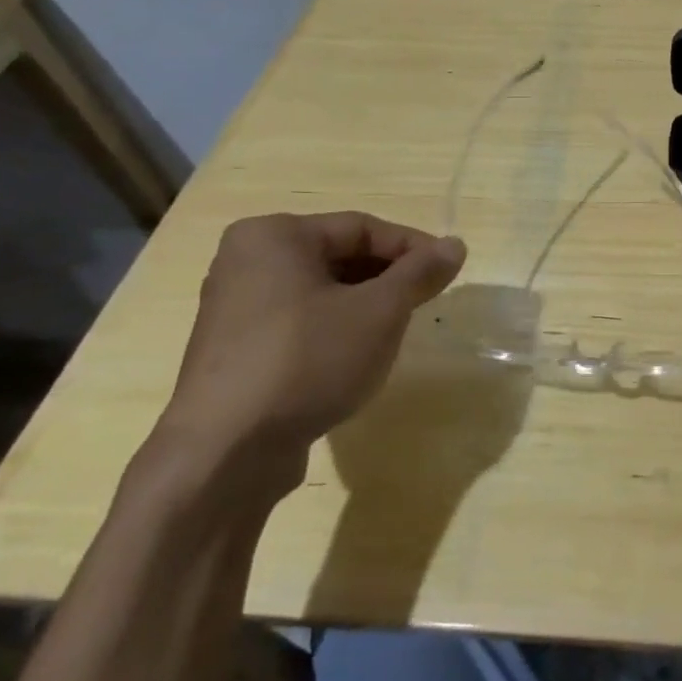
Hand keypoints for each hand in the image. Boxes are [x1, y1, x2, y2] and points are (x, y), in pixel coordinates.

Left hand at [156, 212, 465, 497]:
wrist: (225, 452)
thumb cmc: (307, 361)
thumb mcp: (379, 312)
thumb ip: (419, 273)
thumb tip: (456, 245)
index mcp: (274, 236)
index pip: (362, 228)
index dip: (413, 247)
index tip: (449, 271)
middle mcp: (246, 262)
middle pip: (339, 257)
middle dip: (389, 278)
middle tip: (427, 302)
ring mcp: (235, 309)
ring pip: (321, 293)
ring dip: (366, 306)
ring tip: (397, 331)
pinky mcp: (235, 351)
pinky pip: (299, 323)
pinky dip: (336, 330)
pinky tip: (356, 359)